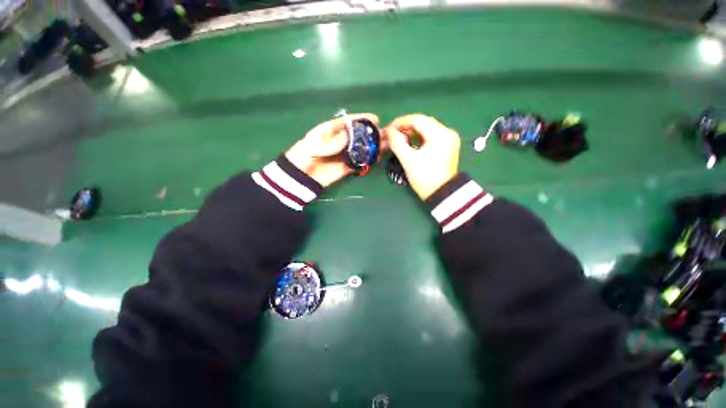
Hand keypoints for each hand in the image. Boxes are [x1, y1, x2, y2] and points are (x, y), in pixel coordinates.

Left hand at [285, 113, 379, 187]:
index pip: (349, 122)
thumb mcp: (317, 143)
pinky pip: (358, 163)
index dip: (362, 119)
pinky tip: (376, 159)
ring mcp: (343, 155)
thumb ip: (335, 140)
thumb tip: (353, 134)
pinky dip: (367, 161)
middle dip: (370, 134)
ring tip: (385, 146)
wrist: (301, 176)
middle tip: (384, 134)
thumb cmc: (305, 154)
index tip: (375, 118)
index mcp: (331, 131)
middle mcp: (339, 142)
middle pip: (358, 136)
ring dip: (372, 148)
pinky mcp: (345, 168)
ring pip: (360, 149)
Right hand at [384, 114, 459, 199]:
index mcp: (440, 134)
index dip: (400, 123)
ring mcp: (448, 139)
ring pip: (425, 129)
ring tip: (397, 139)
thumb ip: (397, 143)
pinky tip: (408, 142)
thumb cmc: (425, 178)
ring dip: (410, 133)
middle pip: (422, 123)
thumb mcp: (408, 160)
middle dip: (404, 128)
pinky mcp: (446, 146)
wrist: (441, 195)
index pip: (417, 120)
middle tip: (390, 134)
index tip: (387, 129)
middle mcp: (447, 132)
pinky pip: (429, 137)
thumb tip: (389, 131)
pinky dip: (417, 138)